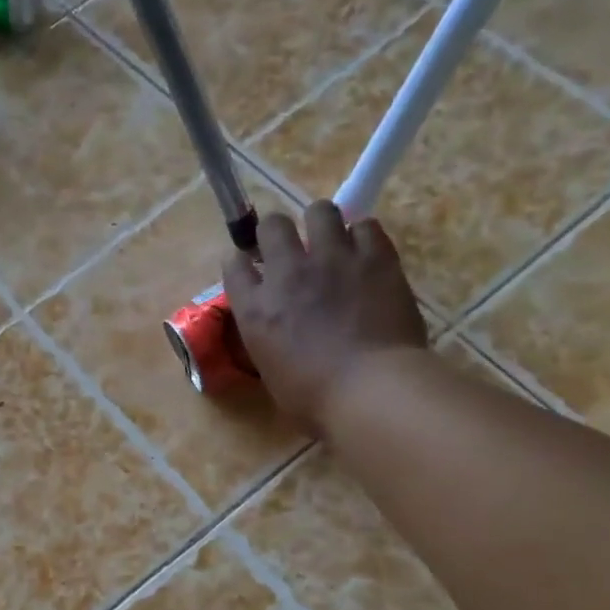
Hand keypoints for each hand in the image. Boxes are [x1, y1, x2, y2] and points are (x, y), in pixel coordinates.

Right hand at [224, 200, 428, 433]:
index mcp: (255, 308)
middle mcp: (287, 273)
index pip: (234, 265)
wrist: (369, 389)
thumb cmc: (314, 398)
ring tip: (332, 241)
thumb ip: (269, 340)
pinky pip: (367, 225)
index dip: (242, 262)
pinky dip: (364, 236)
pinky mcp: (375, 257)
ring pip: (320, 211)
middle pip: (272, 225)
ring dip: (322, 224)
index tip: (251, 269)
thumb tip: (278, 331)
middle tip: (292, 249)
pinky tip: (367, 253)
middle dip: (278, 232)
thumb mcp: (272, 371)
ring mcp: (332, 259)